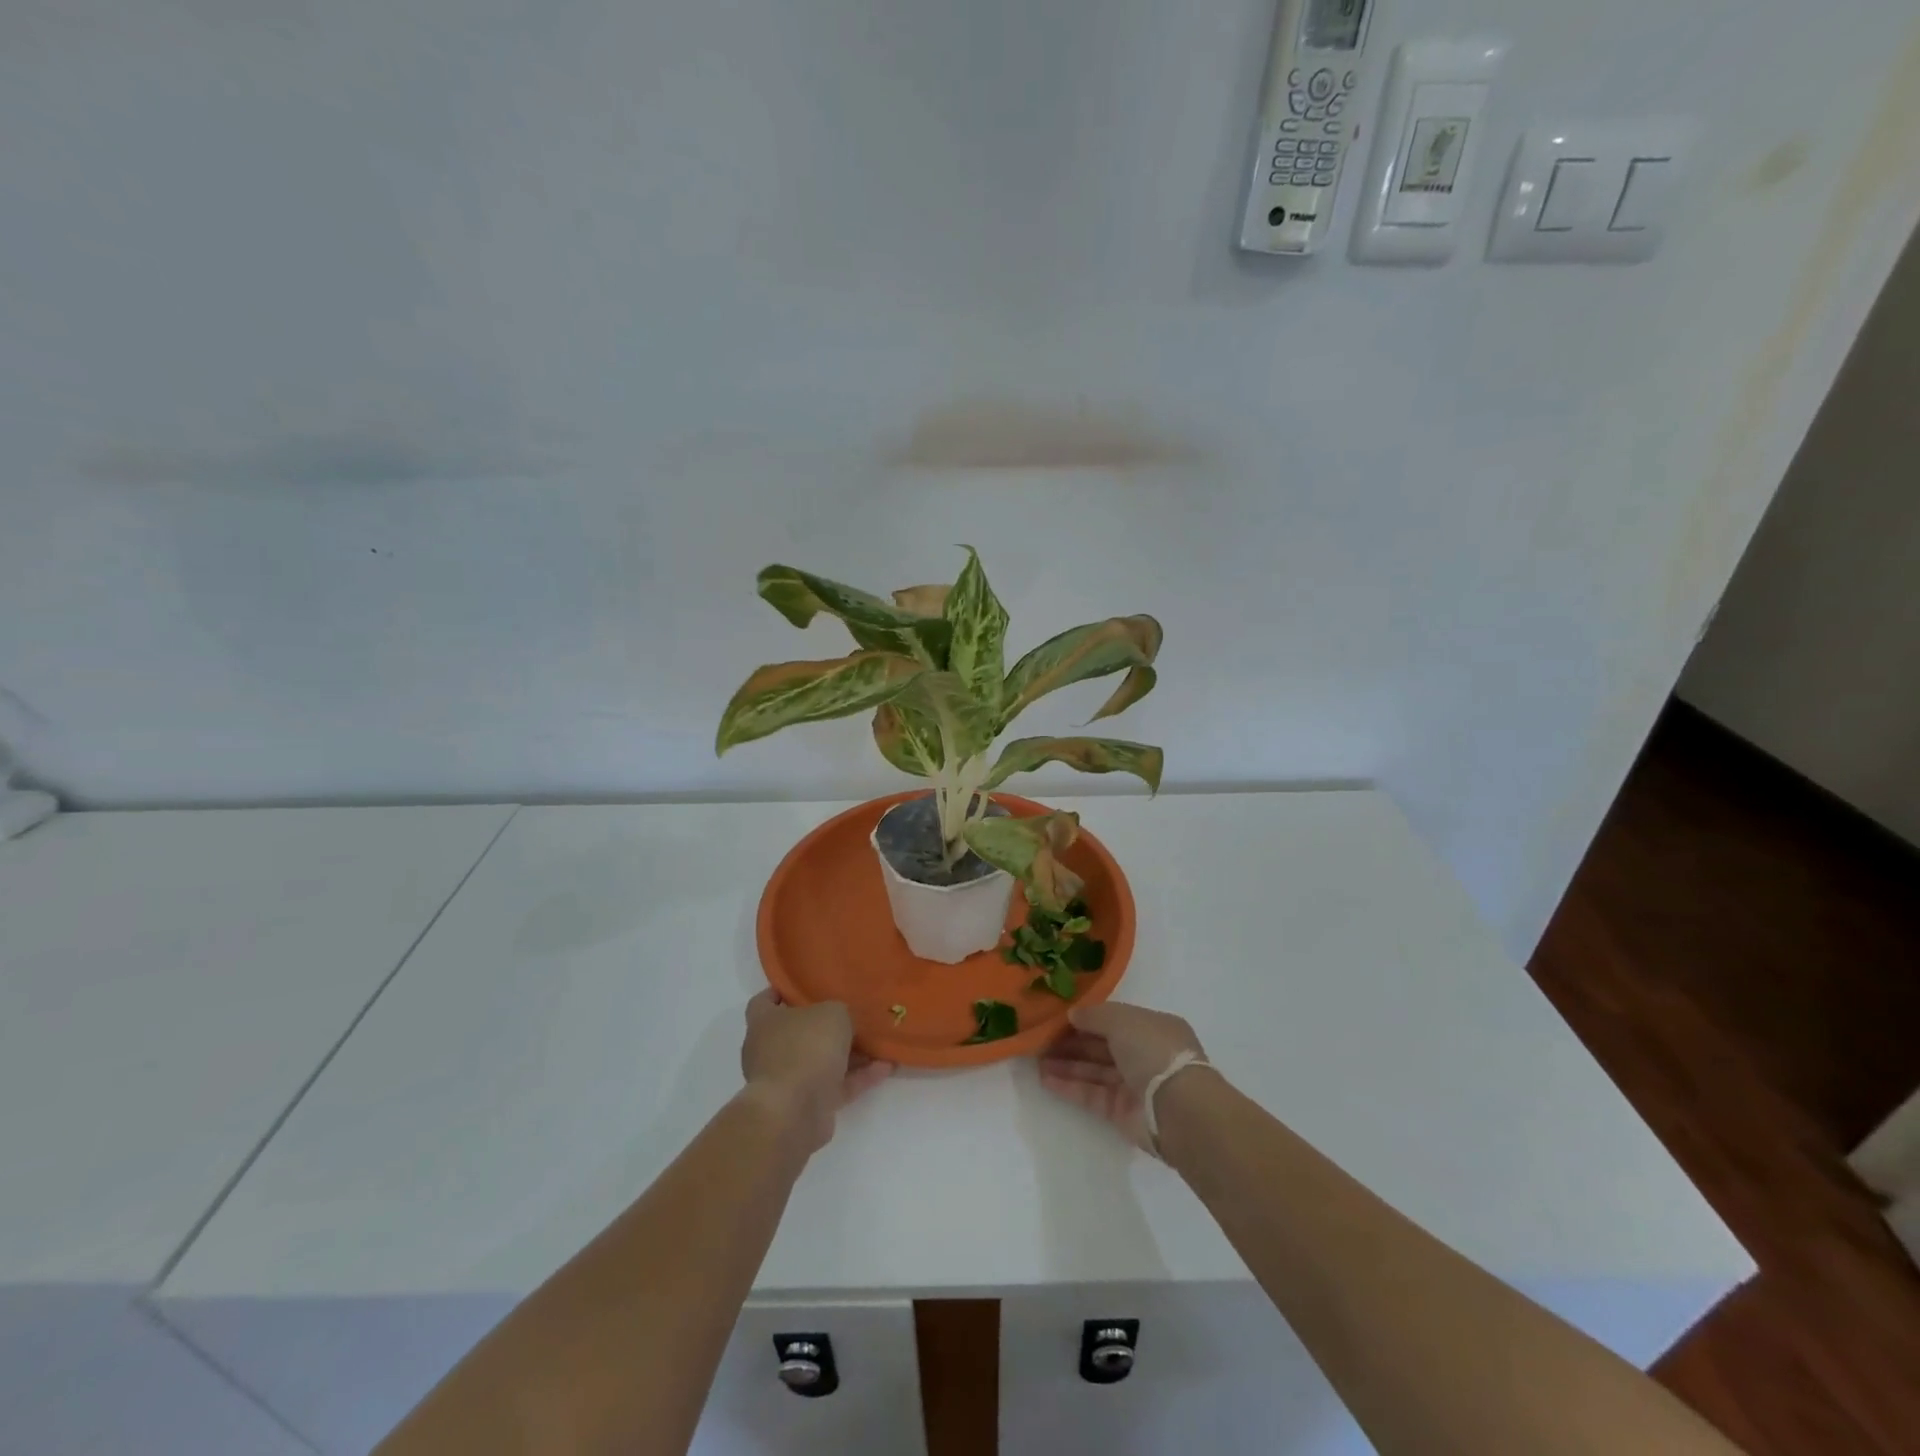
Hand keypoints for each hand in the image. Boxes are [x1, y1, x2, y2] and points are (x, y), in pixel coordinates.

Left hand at [740, 991, 893, 1153]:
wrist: (794, 1111)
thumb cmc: (806, 1047)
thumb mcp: (833, 1013)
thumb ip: (839, 1012)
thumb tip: (842, 1021)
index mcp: (764, 1022)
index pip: (764, 1001)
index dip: (781, 992)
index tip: (803, 988)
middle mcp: (770, 1050)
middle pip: (799, 1032)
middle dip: (825, 1026)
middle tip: (853, 1015)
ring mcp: (787, 1080)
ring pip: (821, 1061)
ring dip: (850, 1054)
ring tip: (879, 1043)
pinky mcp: (807, 1106)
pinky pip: (836, 1086)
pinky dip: (859, 1077)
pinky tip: (886, 1067)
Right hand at [1039, 1001, 1207, 1151]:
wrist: (1178, 1110)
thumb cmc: (1154, 1052)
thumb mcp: (1123, 1020)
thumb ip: (1095, 1015)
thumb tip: (1072, 1015)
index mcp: (1153, 1028)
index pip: (1115, 1020)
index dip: (1088, 1018)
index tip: (1059, 1017)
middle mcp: (1145, 1055)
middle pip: (1102, 1045)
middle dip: (1072, 1042)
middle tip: (1040, 1038)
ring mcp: (1134, 1085)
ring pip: (1095, 1070)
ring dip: (1067, 1064)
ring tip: (1036, 1059)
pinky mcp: (1122, 1112)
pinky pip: (1092, 1094)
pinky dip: (1070, 1086)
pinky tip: (1045, 1079)